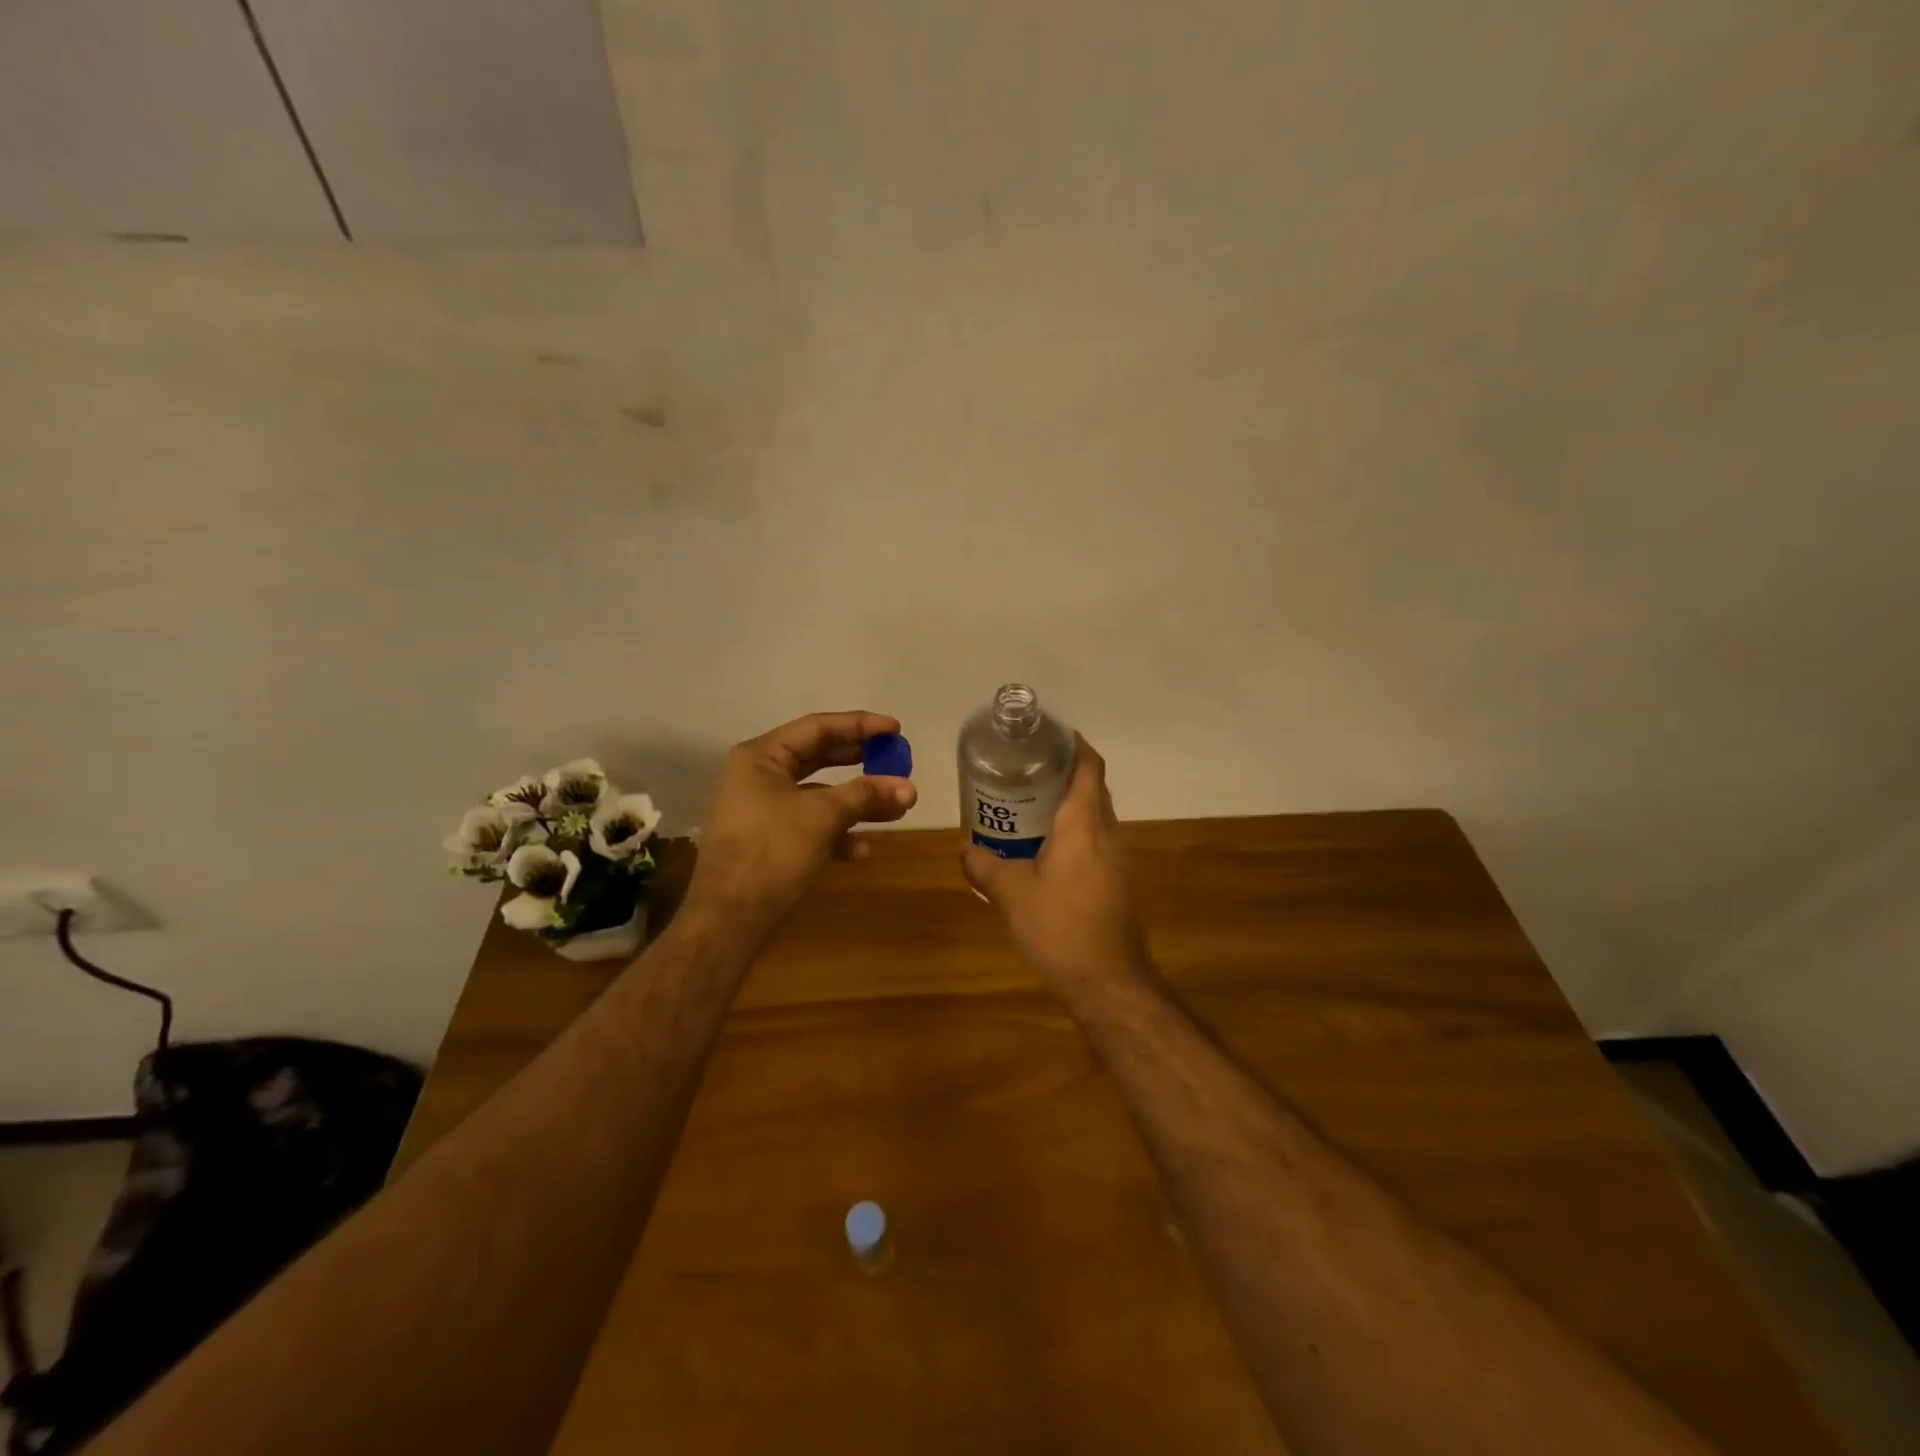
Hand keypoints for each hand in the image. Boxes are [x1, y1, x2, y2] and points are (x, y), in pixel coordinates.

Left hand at [685, 712, 916, 938]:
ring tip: (896, 808)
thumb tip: (909, 787)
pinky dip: (837, 832)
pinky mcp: (770, 839)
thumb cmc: (771, 852)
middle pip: (819, 757)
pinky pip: (810, 824)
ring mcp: (763, 809)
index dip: (859, 726)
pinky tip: (861, 851)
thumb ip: (866, 795)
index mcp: (761, 757)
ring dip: (857, 801)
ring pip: (819, 794)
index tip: (896, 729)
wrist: (728, 918)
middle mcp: (759, 776)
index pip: (817, 727)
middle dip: (861, 762)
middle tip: (897, 760)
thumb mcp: (822, 816)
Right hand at [961, 735, 1146, 994]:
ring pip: (1094, 813)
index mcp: (1084, 823)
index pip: (1089, 765)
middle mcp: (1106, 832)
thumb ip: (983, 866)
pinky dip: (1071, 829)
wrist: (1107, 980)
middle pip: (1092, 786)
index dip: (1073, 744)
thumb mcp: (1010, 893)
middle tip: (1023, 768)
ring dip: (1066, 802)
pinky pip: (1094, 838)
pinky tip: (1041, 847)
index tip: (1045, 736)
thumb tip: (964, 849)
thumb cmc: (1060, 926)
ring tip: (1026, 803)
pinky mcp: (1115, 879)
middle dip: (1062, 771)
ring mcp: (1115, 857)